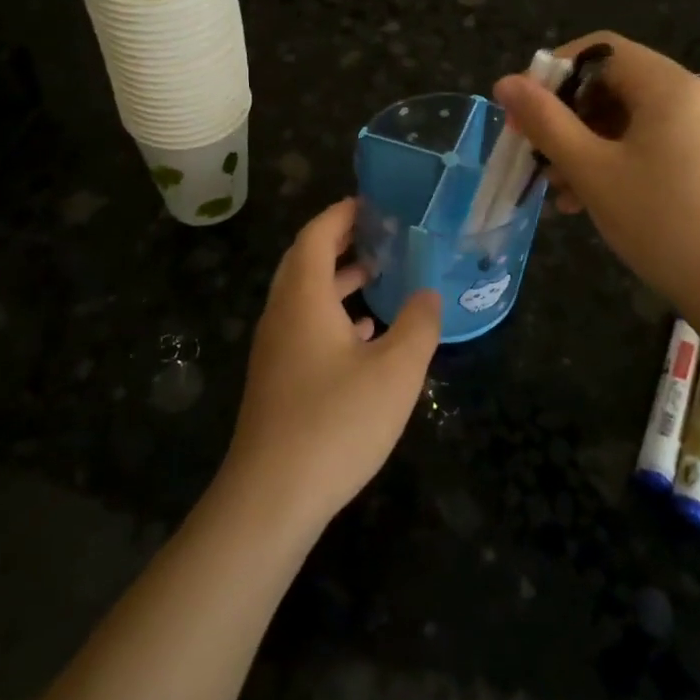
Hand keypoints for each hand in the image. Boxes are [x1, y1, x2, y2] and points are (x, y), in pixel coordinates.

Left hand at [222, 199, 441, 531]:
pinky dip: (333, 317)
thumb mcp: (395, 371)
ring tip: (380, 275)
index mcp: (303, 298)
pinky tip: (365, 334)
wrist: (271, 497)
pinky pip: (305, 328)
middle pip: (305, 262)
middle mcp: (282, 315)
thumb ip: (418, 325)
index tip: (372, 203)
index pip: (316, 236)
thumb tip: (428, 294)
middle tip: (380, 233)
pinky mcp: (278, 380)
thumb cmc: (335, 422)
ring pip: (305, 298)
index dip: (341, 214)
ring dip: (338, 280)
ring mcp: (275, 350)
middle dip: (340, 242)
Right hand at [493, 33, 699, 312]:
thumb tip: (505, 82)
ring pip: (629, 118)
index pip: (599, 49)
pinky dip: (617, 159)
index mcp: (669, 85)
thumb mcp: (593, 171)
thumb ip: (546, 122)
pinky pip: (652, 141)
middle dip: (567, 117)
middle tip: (535, 155)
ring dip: (587, 144)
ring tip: (557, 188)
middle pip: (613, 84)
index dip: (553, 73)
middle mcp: (693, 94)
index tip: (523, 112)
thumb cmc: (662, 222)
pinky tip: (590, 198)